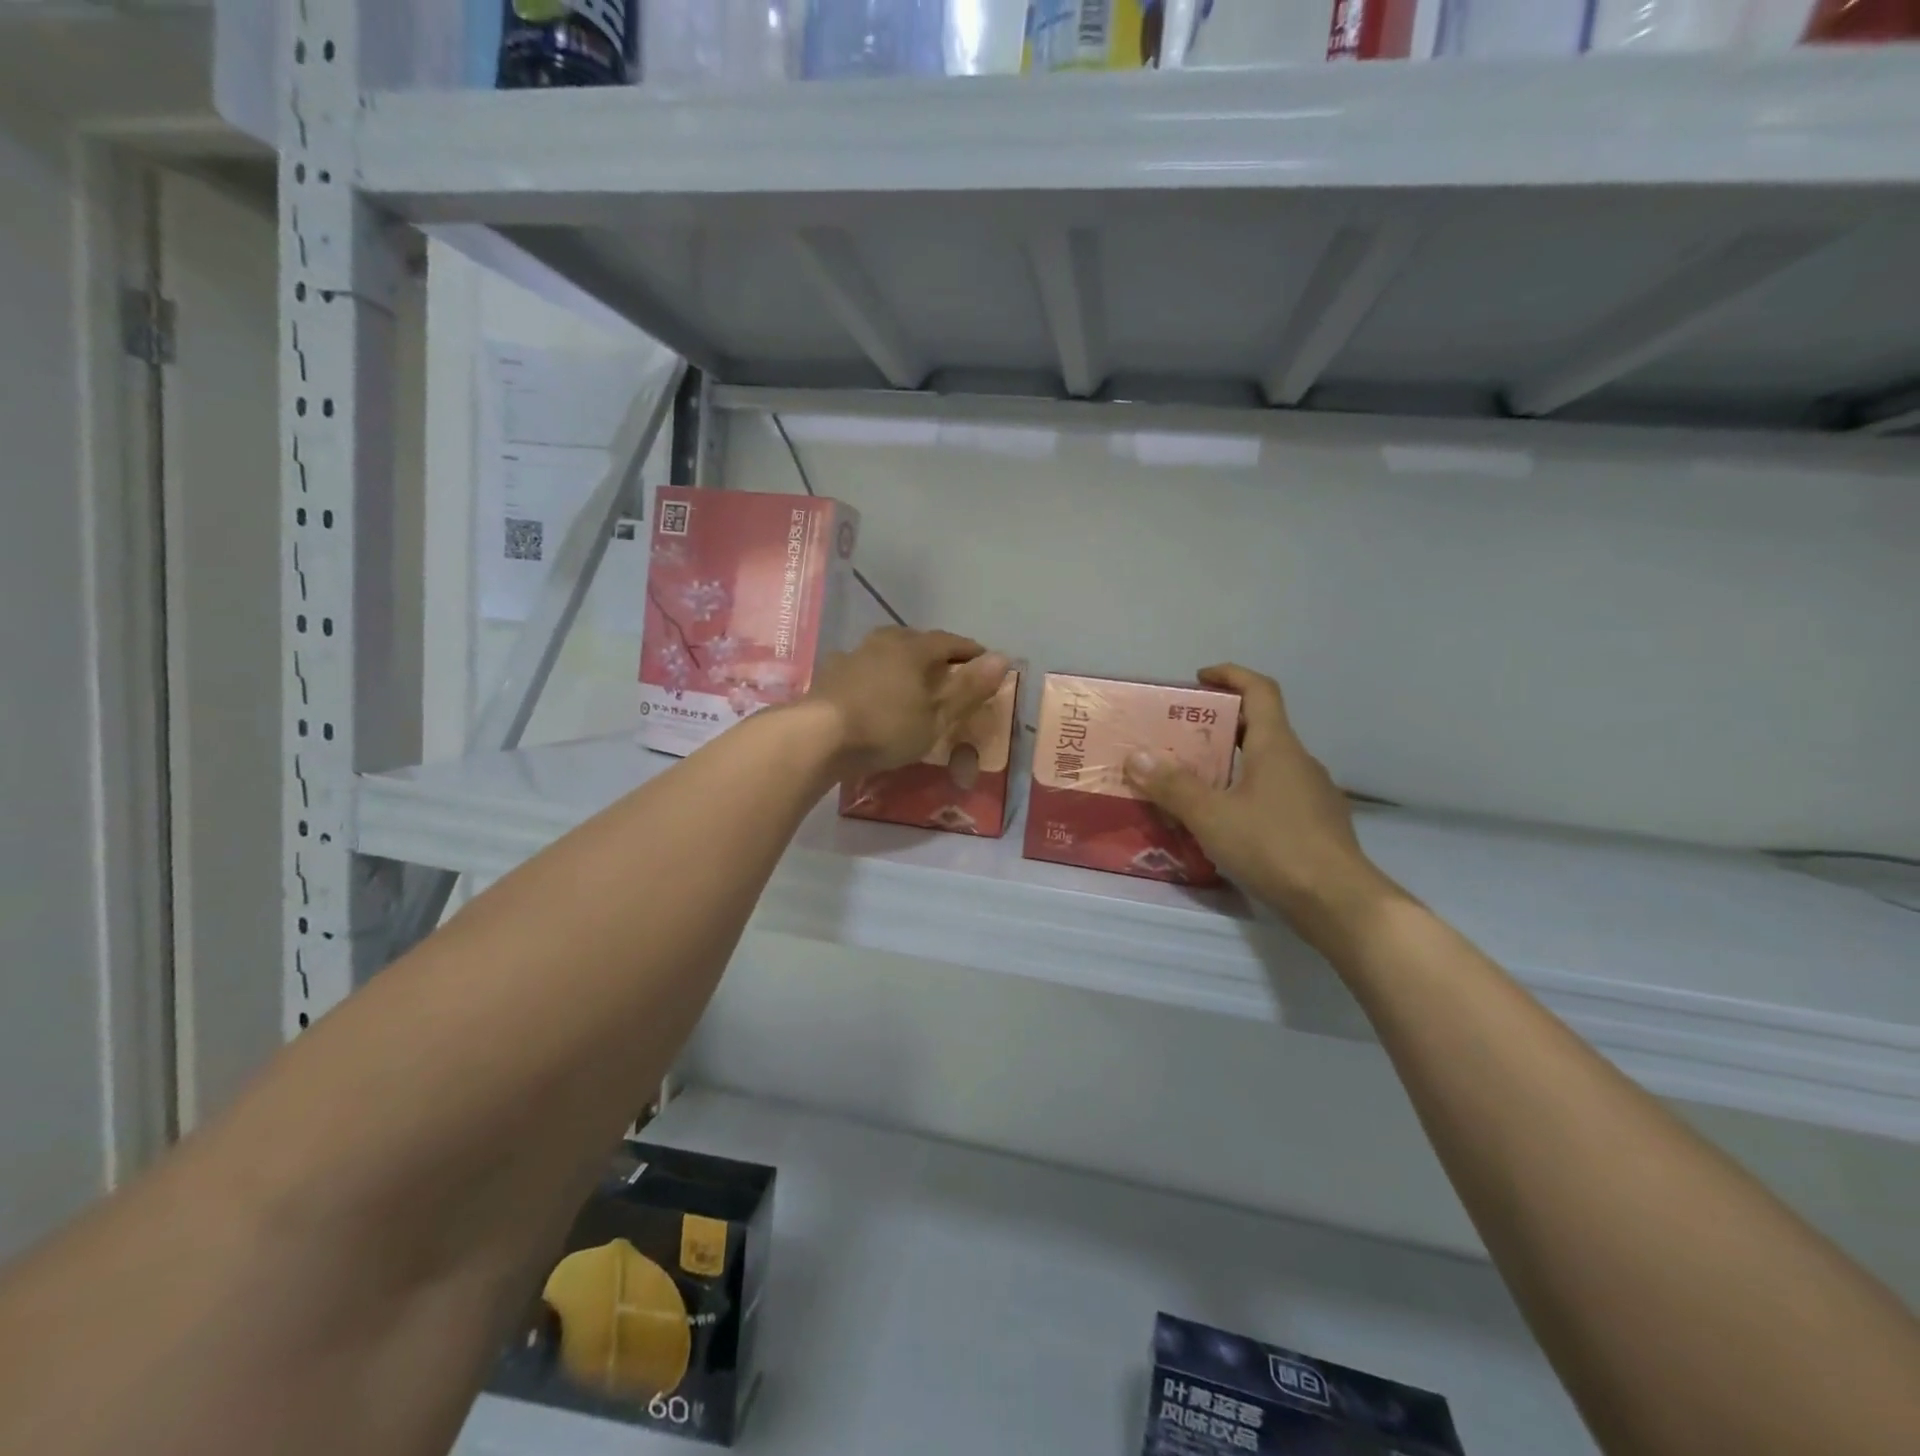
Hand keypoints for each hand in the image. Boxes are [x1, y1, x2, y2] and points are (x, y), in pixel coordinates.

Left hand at [807, 627, 1010, 776]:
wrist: (817, 737)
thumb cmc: (886, 727)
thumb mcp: (936, 715)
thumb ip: (968, 687)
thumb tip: (1003, 657)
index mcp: (914, 648)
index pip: (950, 641)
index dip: (969, 651)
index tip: (984, 660)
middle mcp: (883, 642)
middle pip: (916, 640)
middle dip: (935, 653)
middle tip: (947, 670)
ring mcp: (852, 655)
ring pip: (886, 651)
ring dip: (902, 662)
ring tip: (910, 680)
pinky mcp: (829, 674)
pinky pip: (862, 668)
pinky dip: (875, 676)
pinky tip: (872, 691)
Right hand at [1123, 665, 1402, 946]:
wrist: (1339, 903)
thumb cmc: (1274, 846)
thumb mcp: (1211, 816)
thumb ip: (1172, 786)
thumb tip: (1137, 757)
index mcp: (1277, 746)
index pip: (1259, 690)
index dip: (1230, 676)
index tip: (1199, 678)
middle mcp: (1299, 761)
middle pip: (1260, 727)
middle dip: (1220, 724)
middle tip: (1181, 736)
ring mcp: (1313, 794)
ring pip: (1267, 764)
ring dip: (1232, 763)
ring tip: (1195, 782)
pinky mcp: (1317, 824)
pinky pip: (1276, 794)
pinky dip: (1248, 793)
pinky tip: (1227, 822)